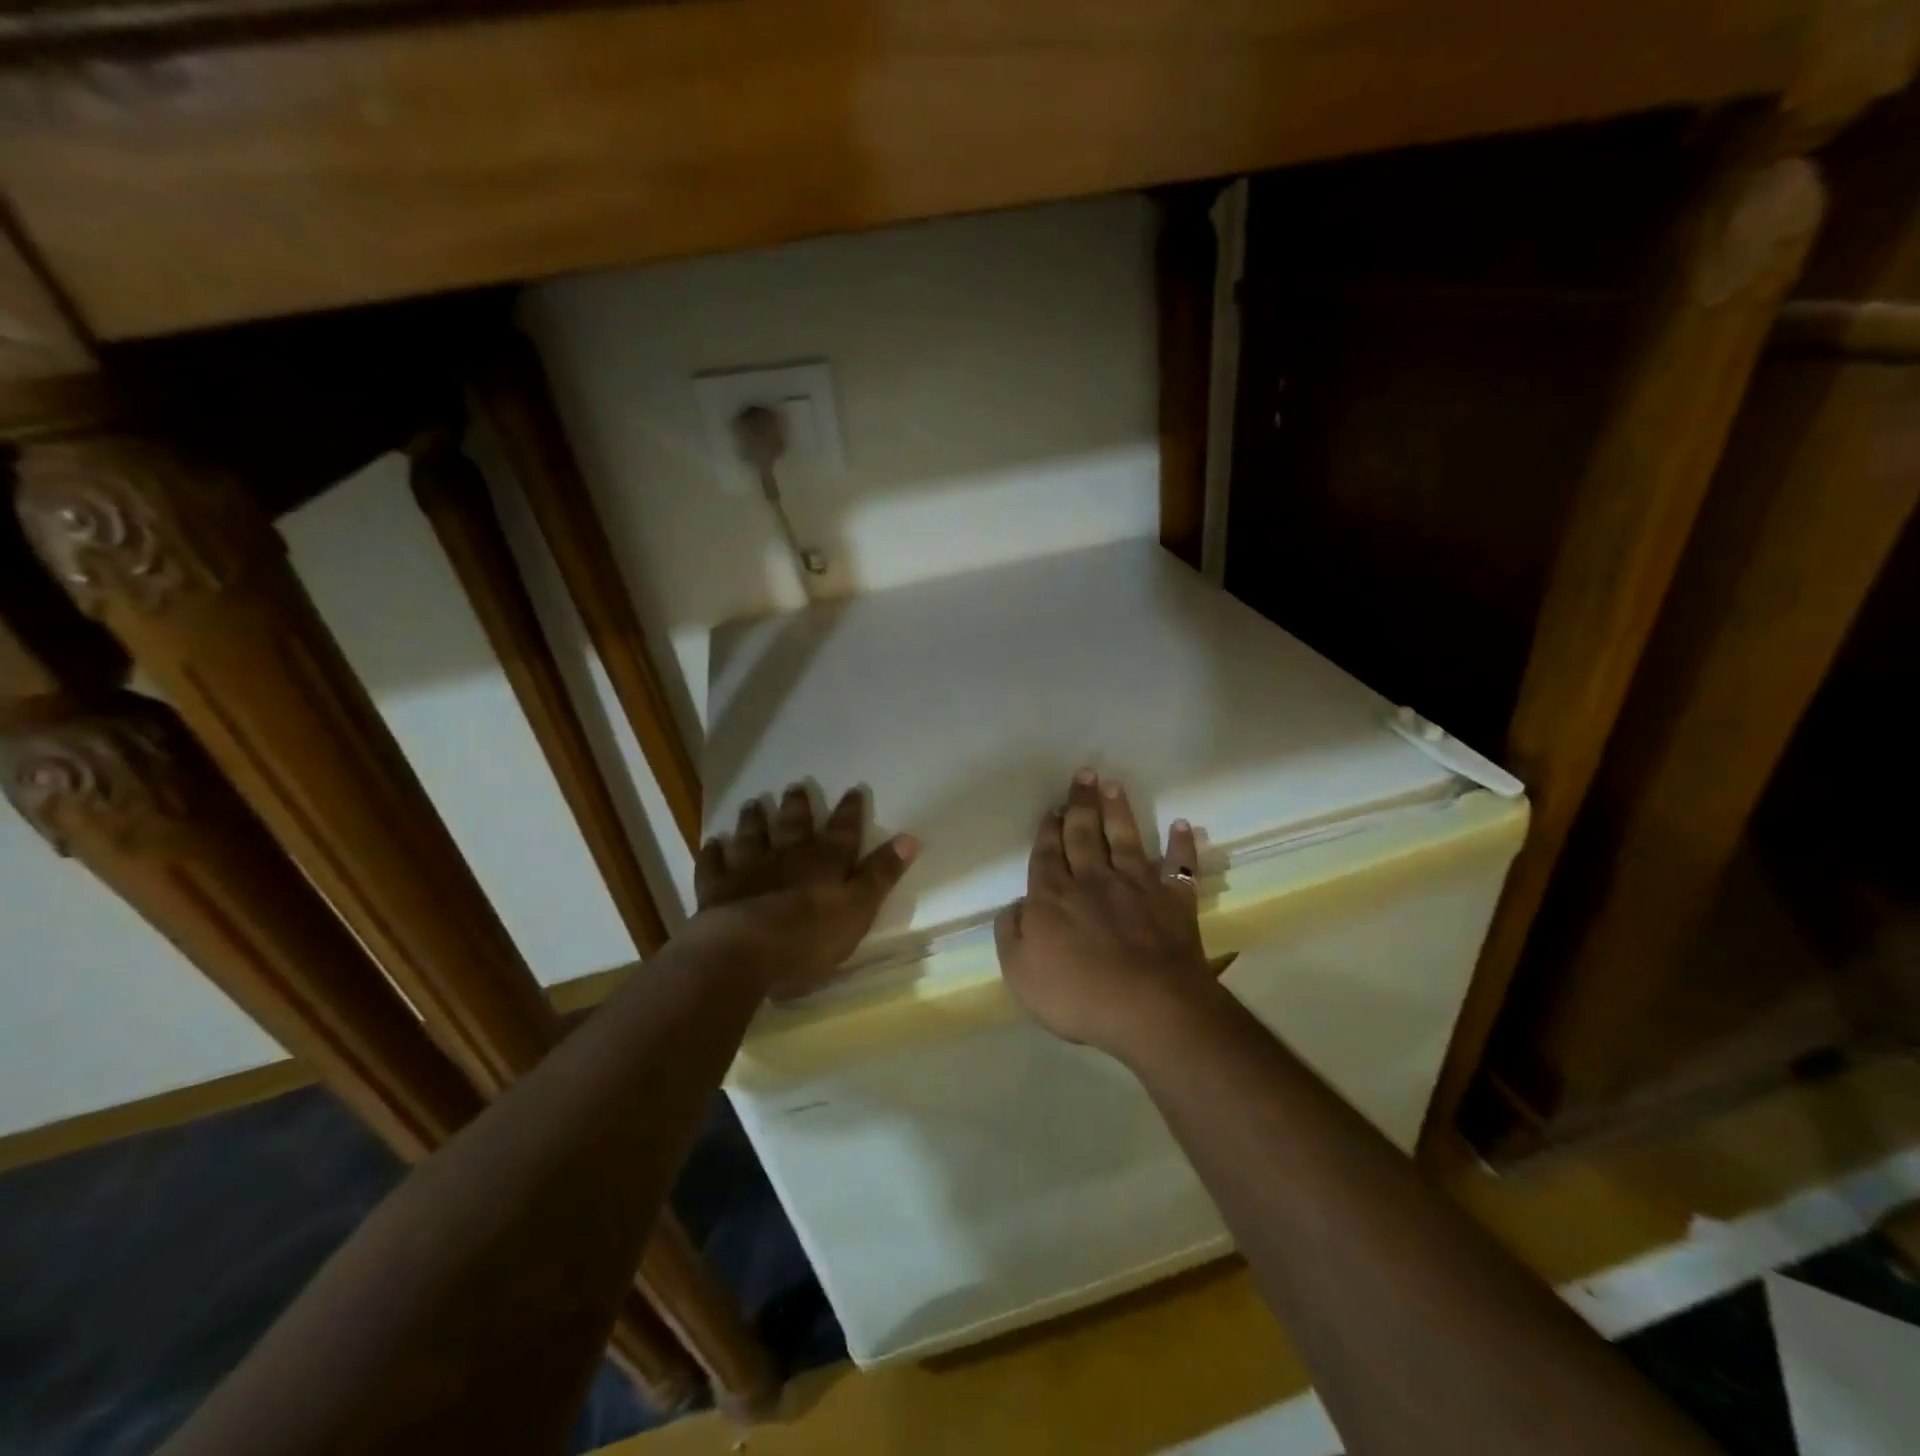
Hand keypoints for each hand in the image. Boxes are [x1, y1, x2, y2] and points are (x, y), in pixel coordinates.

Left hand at [694, 784, 917, 999]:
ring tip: (753, 804)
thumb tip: (910, 838)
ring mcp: (749, 871)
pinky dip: (713, 854)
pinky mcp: (717, 891)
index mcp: (825, 864)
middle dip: (797, 807)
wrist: (745, 952)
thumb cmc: (810, 937)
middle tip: (794, 787)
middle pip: (793, 827)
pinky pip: (714, 866)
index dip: (850, 812)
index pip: (843, 833)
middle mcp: (787, 858)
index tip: (853, 790)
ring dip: (754, 821)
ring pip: (753, 838)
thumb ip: (881, 875)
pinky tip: (712, 844)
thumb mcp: (858, 909)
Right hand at [995, 769, 1218, 1060]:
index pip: (1048, 853)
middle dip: (1082, 803)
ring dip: (1119, 811)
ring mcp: (1137, 887)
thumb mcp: (1020, 972)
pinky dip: (1181, 845)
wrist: (1149, 1009)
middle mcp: (1094, 880)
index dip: (1049, 828)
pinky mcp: (1174, 902)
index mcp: (1054, 896)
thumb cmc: (1078, 995)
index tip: (1054, 806)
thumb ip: (1011, 933)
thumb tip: (1017, 906)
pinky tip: (1183, 826)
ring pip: (1125, 839)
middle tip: (1084, 773)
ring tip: (1114, 784)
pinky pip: (1179, 867)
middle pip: (1084, 834)